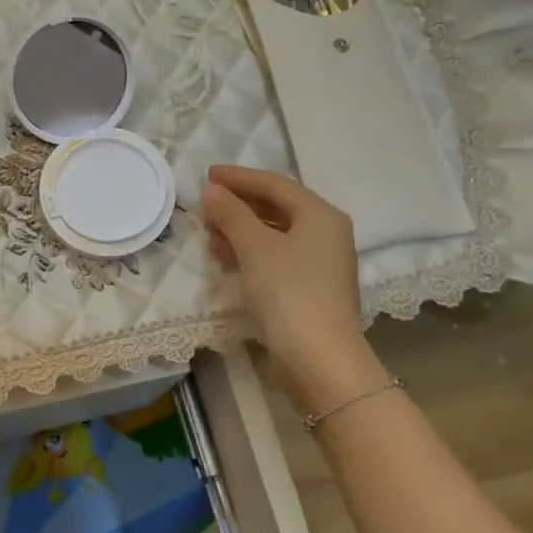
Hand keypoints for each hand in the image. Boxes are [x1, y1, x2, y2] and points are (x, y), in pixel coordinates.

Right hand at [199, 166, 389, 410]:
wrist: (319, 357)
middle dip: (239, 204)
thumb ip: (231, 214)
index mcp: (320, 215)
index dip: (239, 177)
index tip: (207, 175)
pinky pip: (275, 256)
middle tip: (205, 203)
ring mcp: (320, 262)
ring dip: (241, 229)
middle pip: (277, 207)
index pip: (275, 184)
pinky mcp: (309, 287)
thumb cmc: (289, 292)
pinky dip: (250, 251)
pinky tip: (225, 256)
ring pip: (275, 233)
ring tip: (209, 231)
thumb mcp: (255, 247)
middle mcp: (326, 233)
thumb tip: (212, 191)